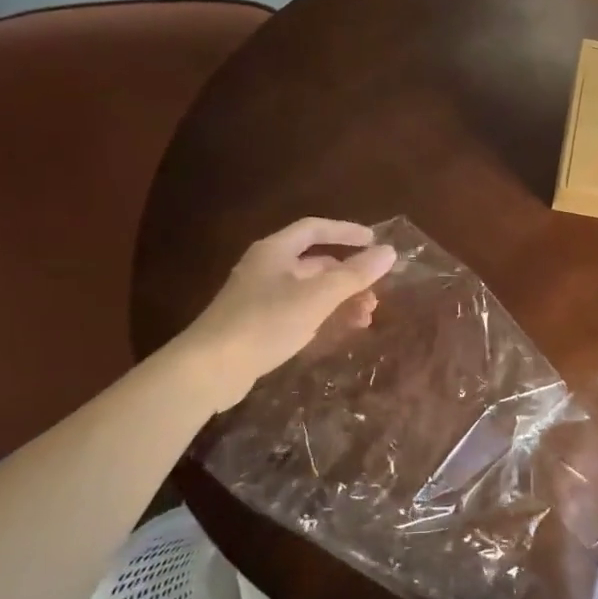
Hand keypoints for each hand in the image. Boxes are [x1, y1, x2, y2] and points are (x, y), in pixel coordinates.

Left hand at [174, 219, 396, 411]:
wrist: (208, 369)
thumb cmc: (265, 322)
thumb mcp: (317, 297)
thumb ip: (355, 274)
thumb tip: (389, 252)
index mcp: (274, 251)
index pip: (315, 229)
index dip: (346, 232)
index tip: (375, 242)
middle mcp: (266, 268)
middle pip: (315, 262)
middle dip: (349, 276)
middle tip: (376, 292)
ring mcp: (259, 297)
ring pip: (309, 290)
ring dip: (340, 299)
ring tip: (364, 318)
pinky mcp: (256, 325)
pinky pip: (299, 311)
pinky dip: (323, 316)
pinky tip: (339, 332)